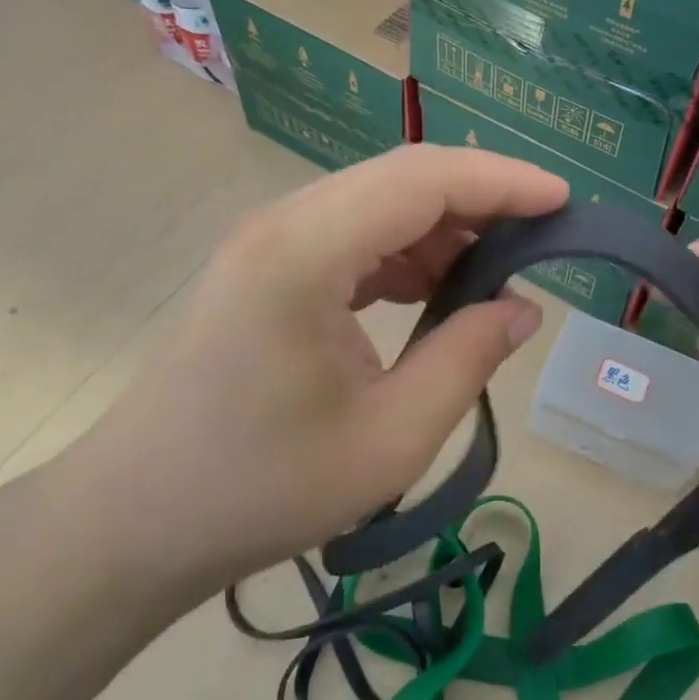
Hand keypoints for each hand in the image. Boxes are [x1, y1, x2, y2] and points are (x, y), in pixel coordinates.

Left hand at [57, 146, 567, 604]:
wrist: (133, 521)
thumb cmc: (261, 490)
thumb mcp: (390, 438)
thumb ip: (467, 359)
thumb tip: (523, 308)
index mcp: (306, 251)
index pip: (423, 180)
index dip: (502, 180)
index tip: (565, 202)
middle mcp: (283, 223)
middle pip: (401, 178)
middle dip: (480, 197)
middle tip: (542, 236)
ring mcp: (268, 241)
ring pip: (377, 201)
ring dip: (443, 224)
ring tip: (496, 268)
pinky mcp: (265, 266)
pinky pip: (352, 233)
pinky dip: (405, 249)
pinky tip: (434, 288)